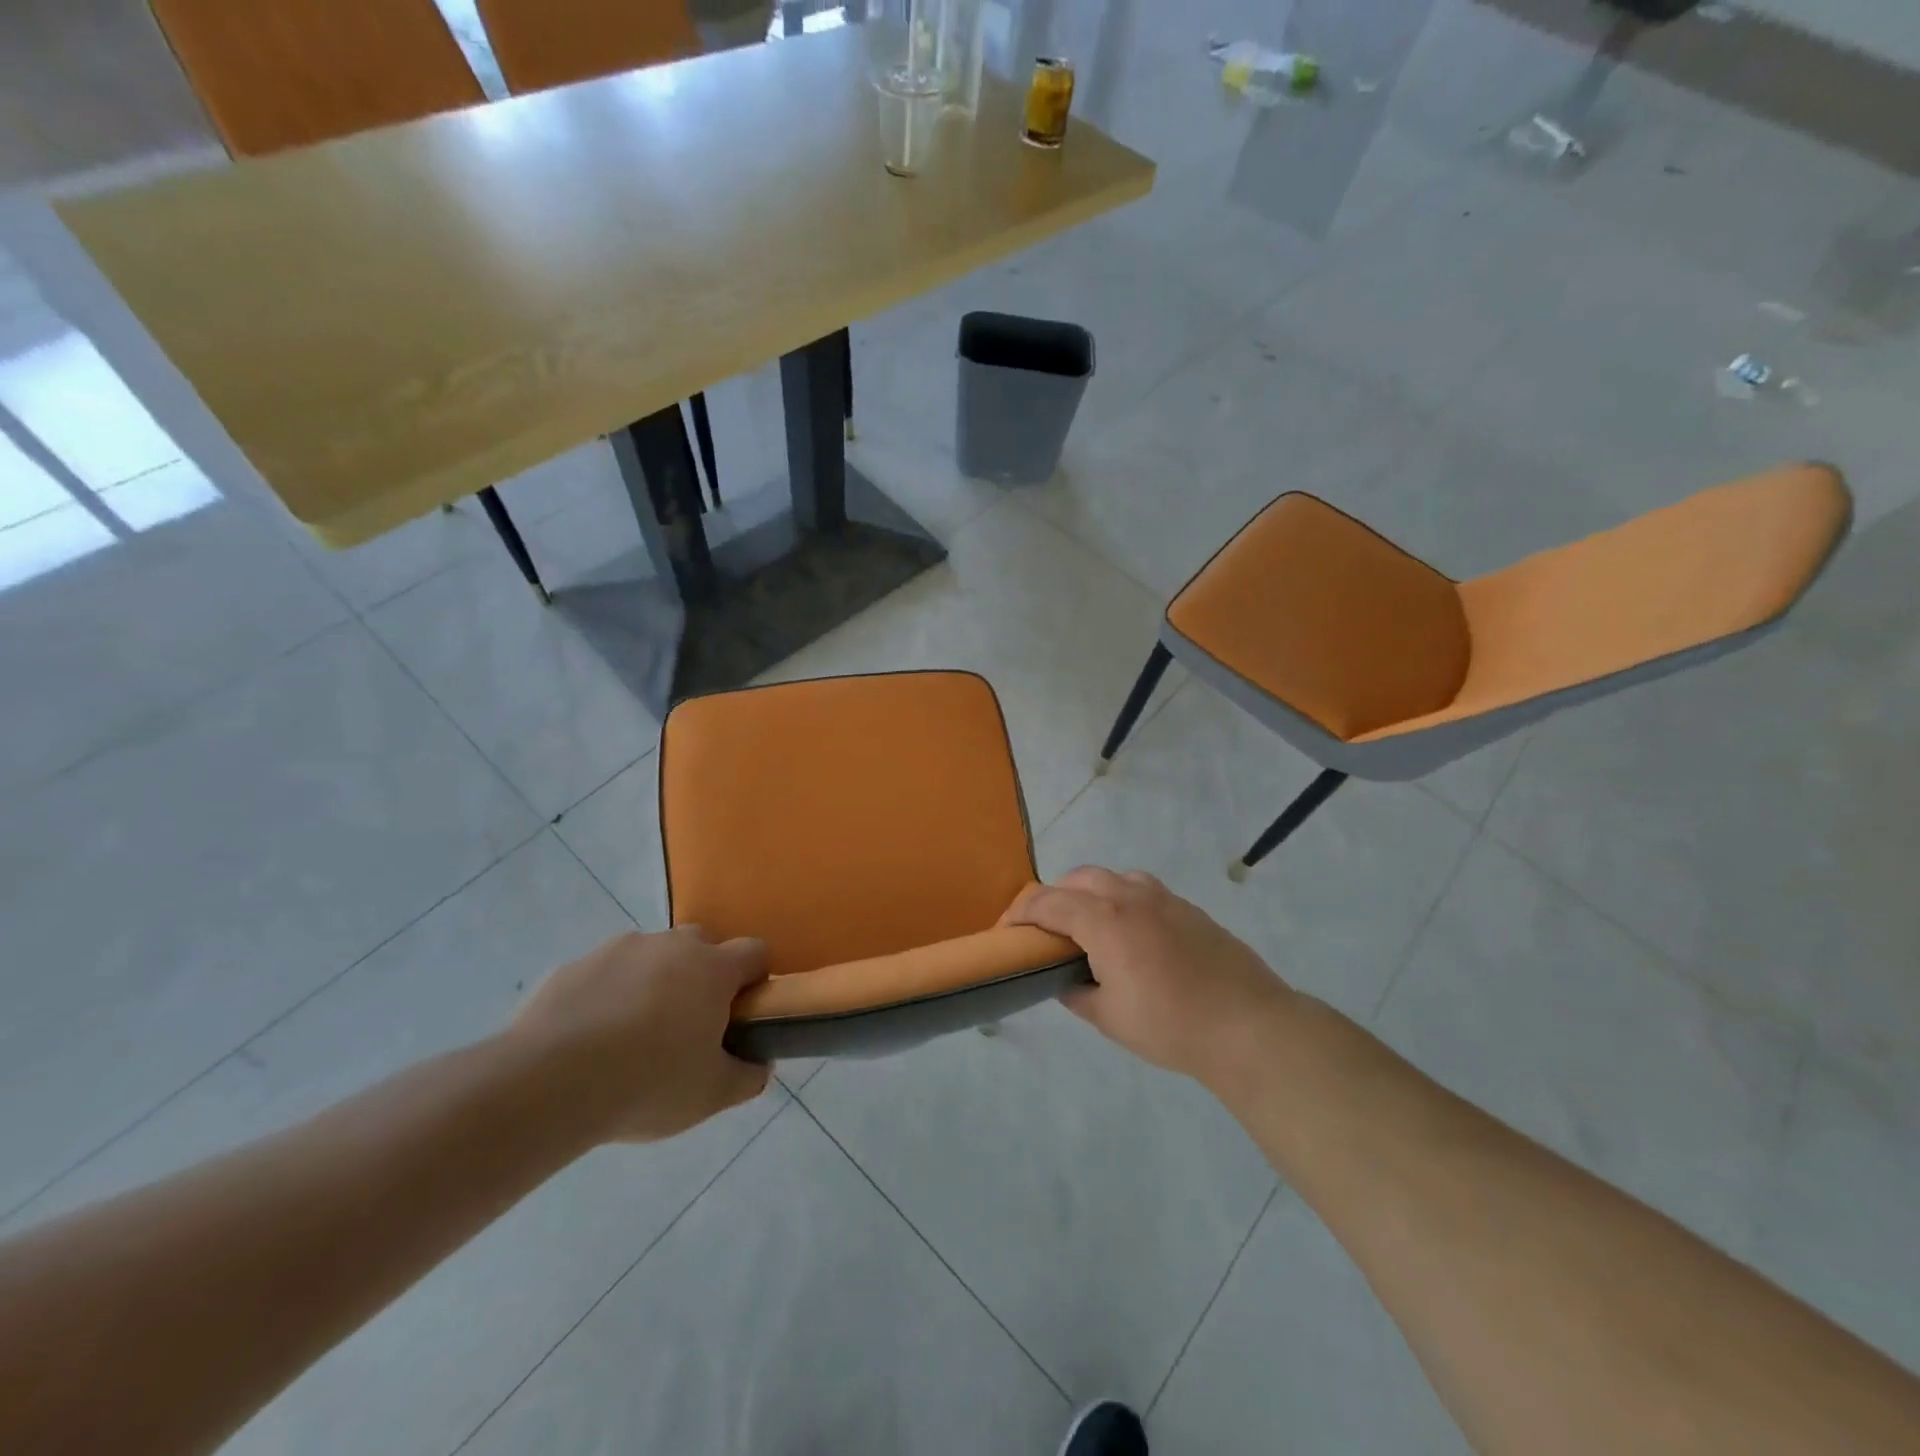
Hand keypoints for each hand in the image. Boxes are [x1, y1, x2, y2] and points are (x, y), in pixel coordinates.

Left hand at [505, 927, 771, 1143]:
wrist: (548, 1084)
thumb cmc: (648, 1084)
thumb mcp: (712, 1095)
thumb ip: (747, 1077)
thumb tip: (759, 1065)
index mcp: (713, 968)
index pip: (755, 952)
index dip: (755, 980)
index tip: (742, 1015)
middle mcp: (670, 945)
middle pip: (701, 946)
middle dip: (702, 976)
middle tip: (688, 1027)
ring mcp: (618, 949)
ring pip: (650, 957)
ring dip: (652, 983)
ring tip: (631, 1038)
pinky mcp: (573, 966)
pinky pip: (604, 975)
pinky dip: (607, 996)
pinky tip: (590, 1041)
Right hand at [1003, 868, 1293, 1082]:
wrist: (1248, 1025)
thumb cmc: (1170, 1024)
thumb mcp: (1109, 1017)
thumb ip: (1077, 993)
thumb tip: (1064, 981)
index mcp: (1104, 920)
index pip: (1048, 902)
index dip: (1020, 912)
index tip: (1005, 930)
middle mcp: (1130, 896)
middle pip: (1078, 879)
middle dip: (1053, 897)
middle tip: (1044, 929)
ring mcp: (1164, 898)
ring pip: (1113, 878)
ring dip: (1089, 893)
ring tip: (1087, 926)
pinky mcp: (1189, 909)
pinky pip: (1142, 890)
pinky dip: (1121, 900)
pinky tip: (1129, 934)